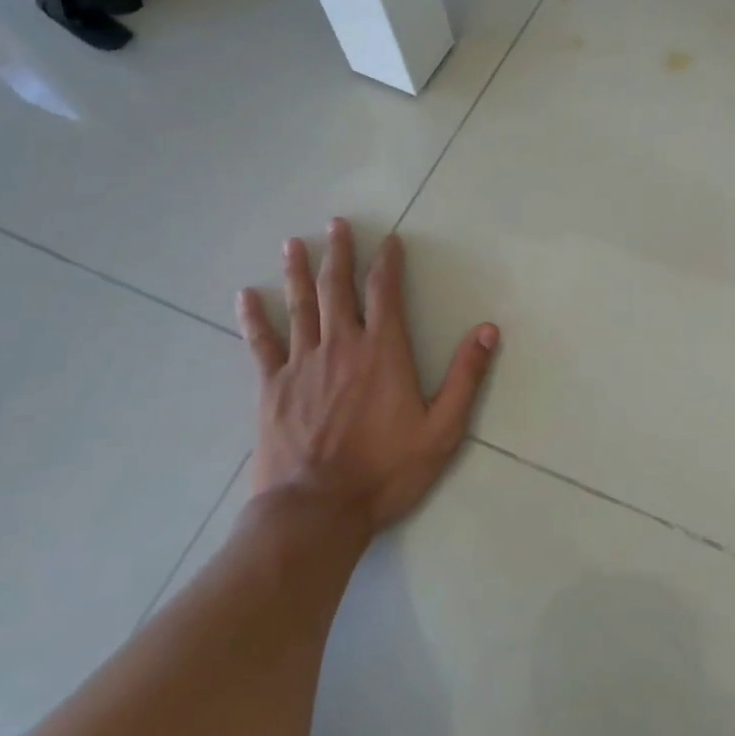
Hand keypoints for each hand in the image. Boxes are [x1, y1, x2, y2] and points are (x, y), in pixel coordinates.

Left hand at [237, 218, 498, 538]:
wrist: (316, 511)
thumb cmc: (385, 471)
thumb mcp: (442, 428)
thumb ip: (466, 376)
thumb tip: (489, 329)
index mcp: (383, 352)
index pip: (385, 292)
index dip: (387, 262)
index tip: (389, 240)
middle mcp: (341, 346)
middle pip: (338, 288)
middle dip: (340, 253)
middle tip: (337, 224)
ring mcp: (302, 365)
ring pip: (300, 306)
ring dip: (298, 272)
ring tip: (293, 243)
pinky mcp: (272, 388)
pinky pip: (261, 344)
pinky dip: (254, 318)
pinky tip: (245, 296)